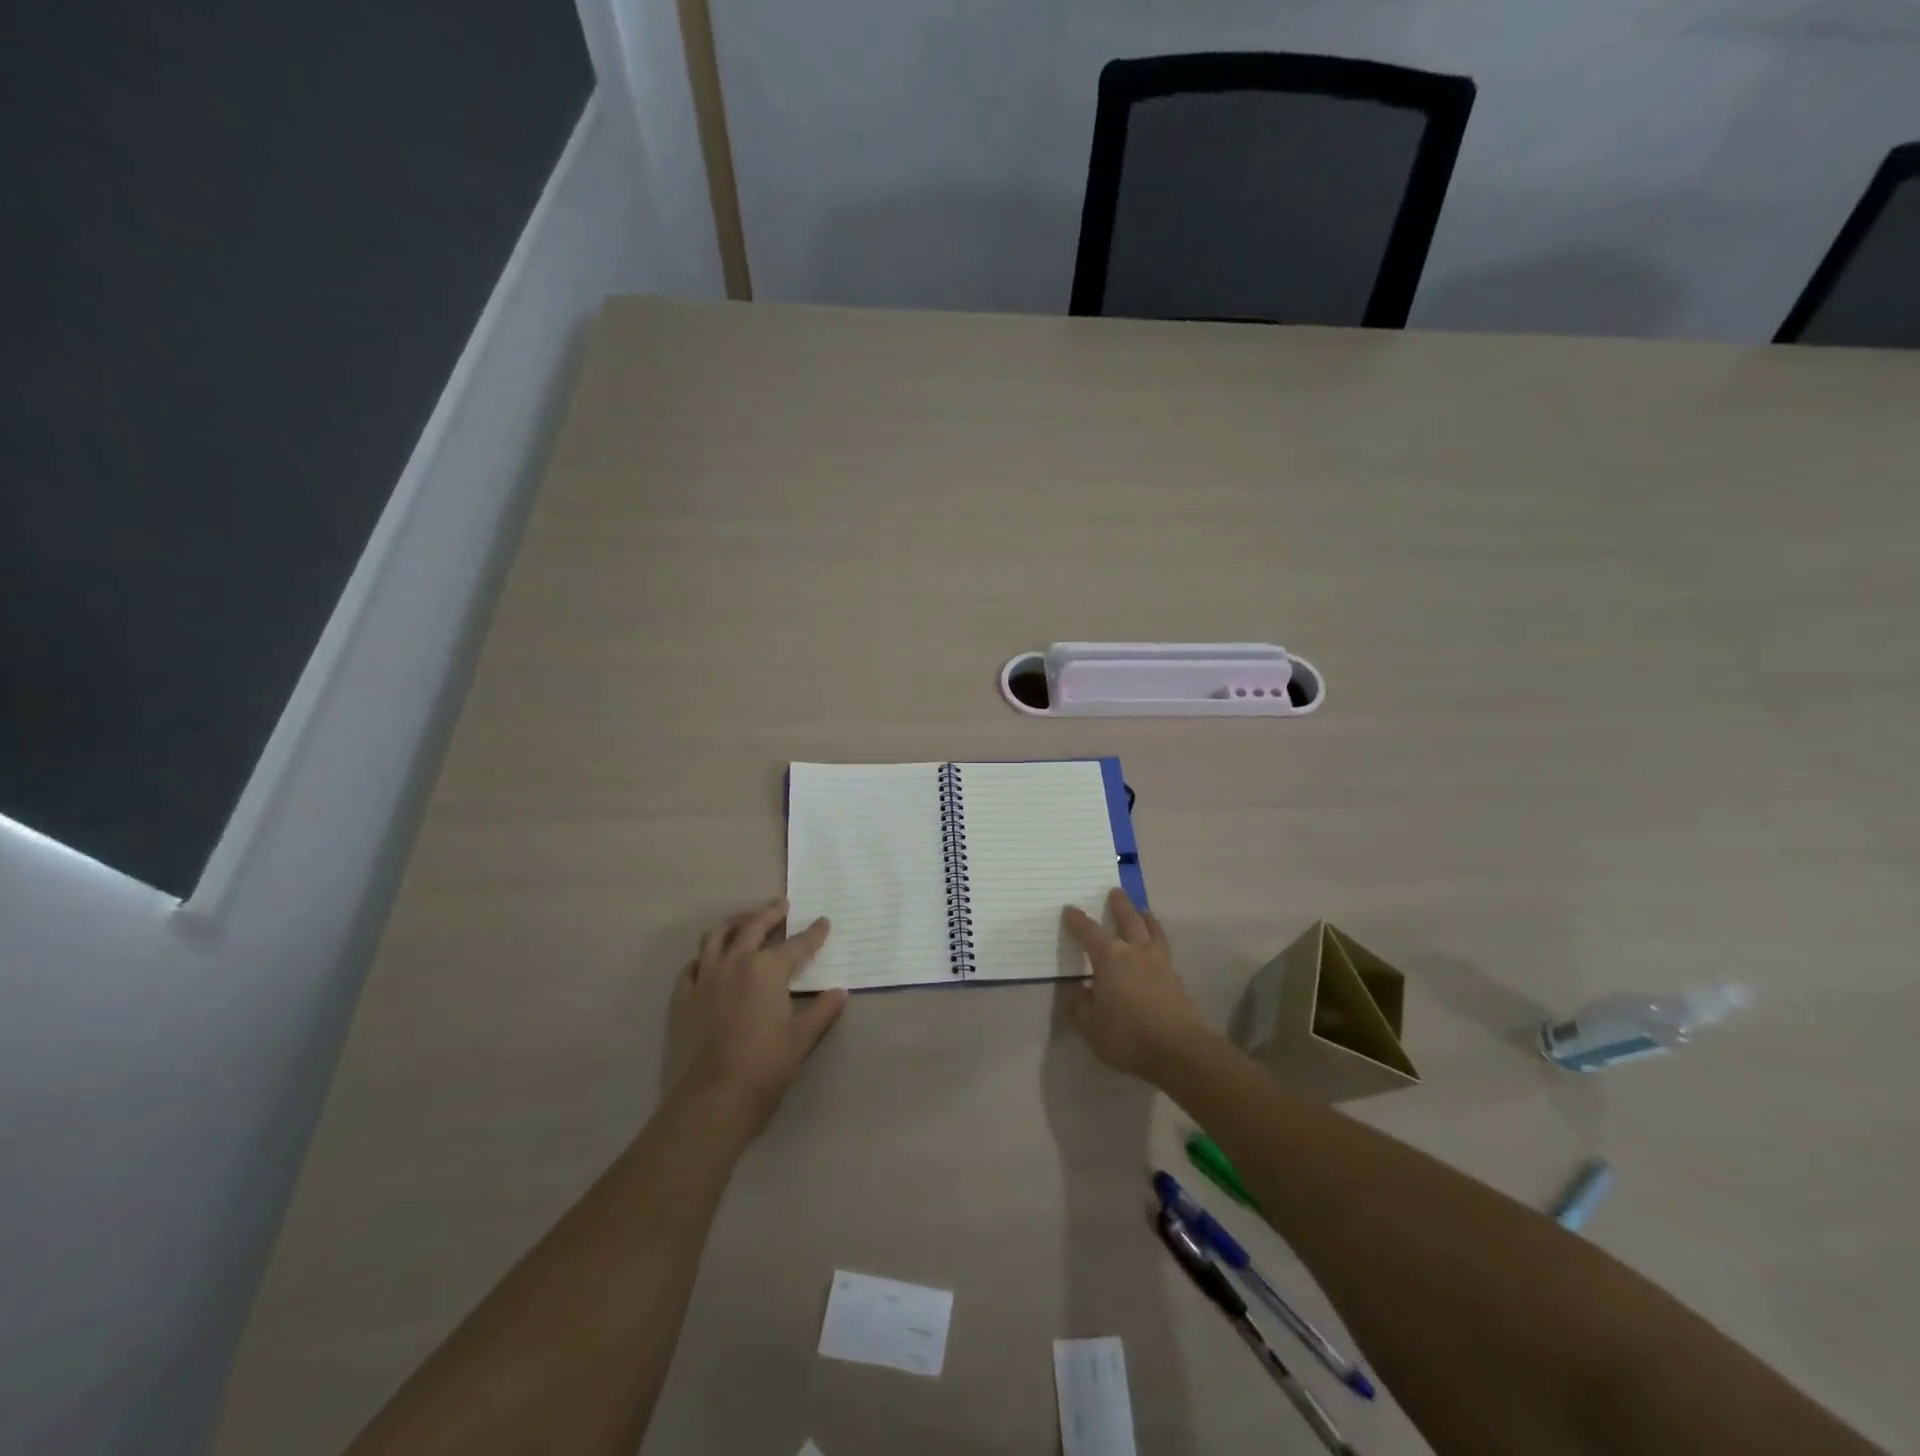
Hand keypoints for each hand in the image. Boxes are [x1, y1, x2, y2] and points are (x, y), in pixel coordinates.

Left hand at [665, 900, 848, 1126]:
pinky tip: (709, 961)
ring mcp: (705, 978)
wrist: (712, 1098)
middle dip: (770, 914)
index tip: (823, 922)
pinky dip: (704, 957)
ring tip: (744, 922)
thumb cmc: (765, 1065)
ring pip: (717, 937)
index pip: (797, 944)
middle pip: (753, 927)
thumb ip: (823, 1011)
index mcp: (767, 969)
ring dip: (734, 924)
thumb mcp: (802, 1038)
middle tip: (781, 906)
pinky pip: (692, 966)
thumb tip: (839, 993)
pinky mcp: (683, 997)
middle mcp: (735, 963)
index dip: (813, 933)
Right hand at [1061, 889, 1206, 1080]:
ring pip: (1153, 930)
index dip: (1078, 920)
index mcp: (1110, 957)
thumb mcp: (1090, 1026)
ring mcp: (1160, 963)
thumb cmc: (1127, 1036)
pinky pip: (1164, 949)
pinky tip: (1156, 949)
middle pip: (1128, 919)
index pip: (1089, 931)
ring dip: (1145, 917)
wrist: (1179, 1051)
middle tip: (1115, 891)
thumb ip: (1079, 1005)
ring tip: (1143, 910)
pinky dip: (1158, 940)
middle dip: (1120, 904)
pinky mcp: (1176, 978)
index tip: (1070, 909)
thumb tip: (1075, 989)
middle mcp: (1136, 951)